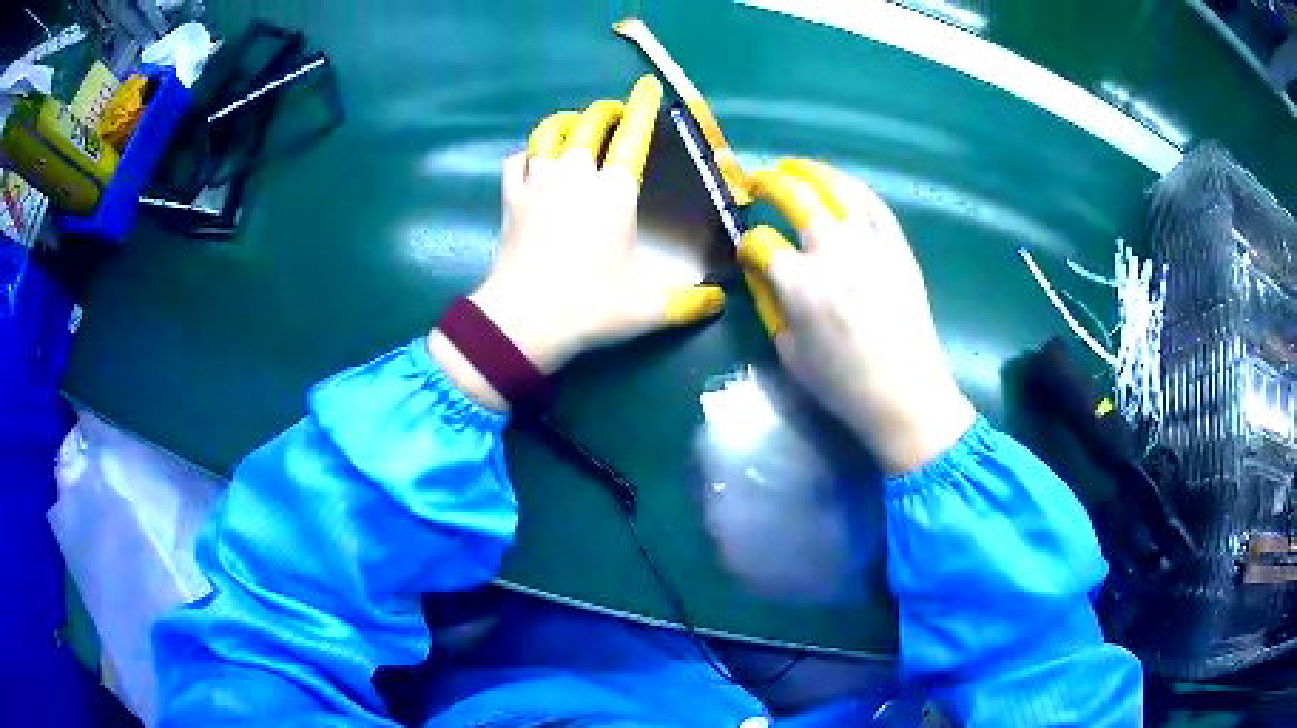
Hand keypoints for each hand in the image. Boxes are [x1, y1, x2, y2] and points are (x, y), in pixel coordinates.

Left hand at [430, 76, 724, 409]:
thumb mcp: (650, 308)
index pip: (633, 135)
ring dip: (565, 122)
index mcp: (614, 191)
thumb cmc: (590, 306)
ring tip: (574, 125)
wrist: (523, 321)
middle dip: (604, 111)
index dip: (643, 107)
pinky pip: (517, 161)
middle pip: (588, 124)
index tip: (647, 85)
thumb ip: (690, 302)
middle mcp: (575, 175)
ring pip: (548, 134)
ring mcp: (538, 183)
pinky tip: (534, 160)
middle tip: (615, 112)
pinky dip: (528, 153)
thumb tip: (721, 301)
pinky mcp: (510, 200)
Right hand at [739, 159, 974, 474]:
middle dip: (769, 183)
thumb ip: (771, 306)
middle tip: (757, 181)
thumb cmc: (844, 384)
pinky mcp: (898, 248)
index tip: (748, 251)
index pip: (761, 243)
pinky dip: (854, 188)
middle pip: (795, 198)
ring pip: (836, 190)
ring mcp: (870, 245)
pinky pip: (875, 205)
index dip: (748, 244)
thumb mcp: (790, 354)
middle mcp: (834, 253)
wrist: (907, 395)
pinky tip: (839, 183)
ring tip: (791, 166)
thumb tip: (763, 274)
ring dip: (808, 172)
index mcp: (801, 285)